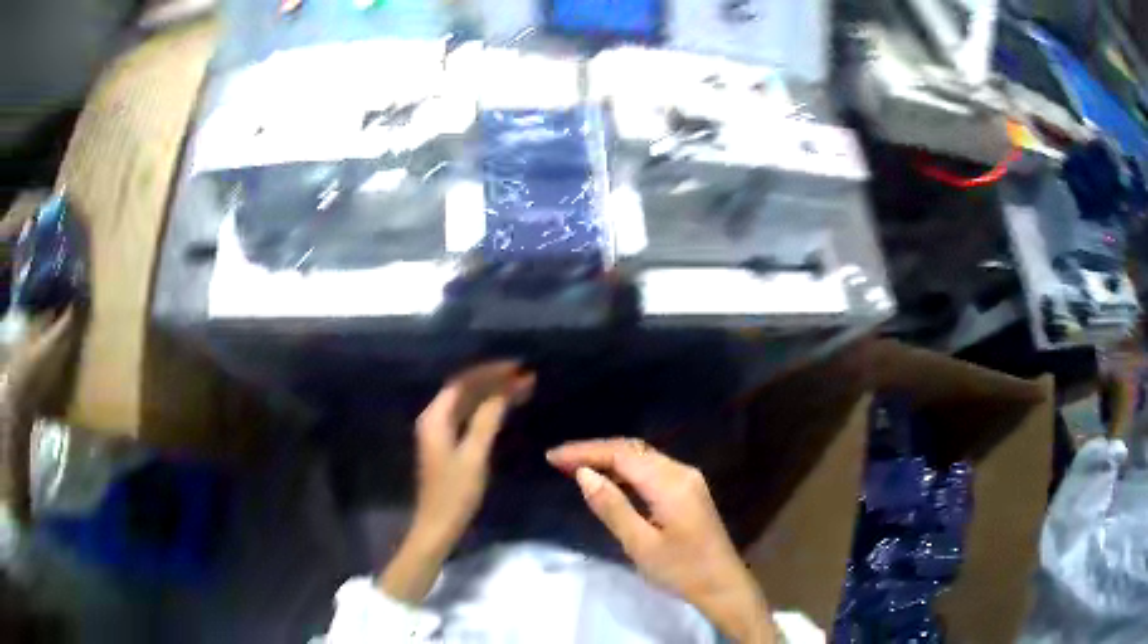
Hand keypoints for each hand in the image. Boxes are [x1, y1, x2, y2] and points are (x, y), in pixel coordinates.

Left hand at [380, 362, 534, 602]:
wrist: (438, 525)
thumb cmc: (455, 493)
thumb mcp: (474, 456)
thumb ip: (487, 420)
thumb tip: (504, 390)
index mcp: (435, 417)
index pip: (463, 383)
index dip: (490, 372)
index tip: (517, 367)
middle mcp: (434, 418)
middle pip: (464, 390)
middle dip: (493, 381)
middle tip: (525, 376)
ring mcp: (439, 431)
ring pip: (467, 403)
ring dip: (491, 394)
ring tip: (521, 388)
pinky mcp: (447, 444)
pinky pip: (468, 417)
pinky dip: (486, 410)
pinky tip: (504, 409)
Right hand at [548, 439, 775, 643]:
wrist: (722, 584)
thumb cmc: (681, 570)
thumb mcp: (640, 544)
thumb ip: (612, 507)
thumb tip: (584, 474)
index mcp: (670, 483)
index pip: (621, 454)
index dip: (585, 451)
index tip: (552, 457)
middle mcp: (681, 472)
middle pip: (632, 449)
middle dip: (594, 451)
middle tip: (558, 461)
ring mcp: (687, 479)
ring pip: (642, 457)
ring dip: (609, 459)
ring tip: (575, 468)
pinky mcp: (688, 490)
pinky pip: (651, 469)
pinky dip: (625, 470)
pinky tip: (608, 481)